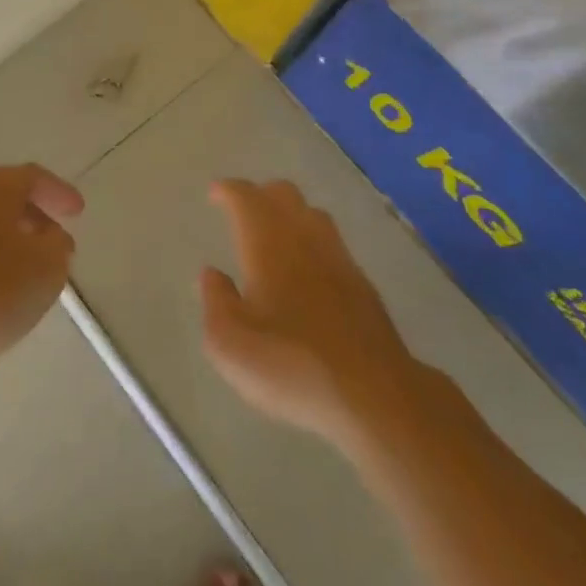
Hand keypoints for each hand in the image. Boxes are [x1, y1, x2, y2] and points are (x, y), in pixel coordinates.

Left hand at [0, 164, 82, 373]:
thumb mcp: (45, 272)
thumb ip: (58, 248)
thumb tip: (52, 237)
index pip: (34, 177)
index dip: (59, 193)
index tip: (78, 213)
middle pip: (5, 195)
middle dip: (33, 215)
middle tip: (54, 240)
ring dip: (6, 237)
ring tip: (24, 267)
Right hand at [200, 179, 416, 449]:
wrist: (373, 394)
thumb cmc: (291, 365)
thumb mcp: (229, 345)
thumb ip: (215, 301)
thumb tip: (212, 274)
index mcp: (268, 244)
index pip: (246, 198)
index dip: (228, 190)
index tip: (215, 193)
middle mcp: (304, 238)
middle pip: (283, 194)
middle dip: (260, 195)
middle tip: (242, 211)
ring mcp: (338, 258)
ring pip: (311, 214)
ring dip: (289, 213)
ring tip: (274, 235)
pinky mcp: (361, 283)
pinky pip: (331, 242)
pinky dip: (311, 241)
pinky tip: (307, 269)